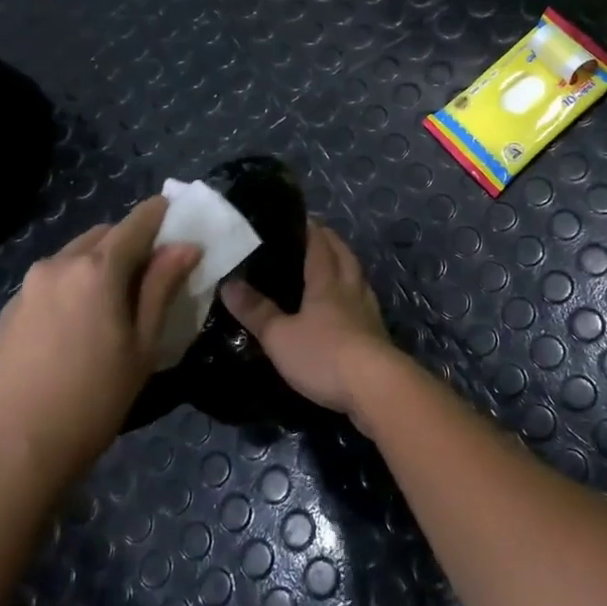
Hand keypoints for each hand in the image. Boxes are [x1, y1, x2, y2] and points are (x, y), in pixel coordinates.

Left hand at [0, 197, 199, 481]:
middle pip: (103, 235)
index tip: (180, 216)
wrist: (5, 455)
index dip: (162, 215)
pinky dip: (75, 285)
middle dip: (132, 242)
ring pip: (74, 257)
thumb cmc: (91, 401)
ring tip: (118, 303)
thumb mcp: (142, 347)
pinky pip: (52, 282)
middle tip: (155, 274)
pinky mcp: (8, 313)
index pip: (137, 223)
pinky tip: (80, 326)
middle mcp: (58, 265)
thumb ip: (161, 289)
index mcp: (97, 268)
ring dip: (101, 264)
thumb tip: (185, 247)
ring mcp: (27, 288)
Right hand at [221, 219, 394, 426]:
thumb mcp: (279, 336)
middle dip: (331, 242)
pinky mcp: (377, 335)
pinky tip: (349, 307)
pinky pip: (364, 303)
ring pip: (358, 279)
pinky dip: (355, 295)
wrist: (375, 387)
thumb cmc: (323, 354)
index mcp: (327, 282)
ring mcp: (368, 312)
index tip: (301, 217)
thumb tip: (229, 284)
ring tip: (334, 265)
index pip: (320, 245)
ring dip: (347, 266)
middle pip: (345, 257)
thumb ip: (256, 311)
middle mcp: (351, 290)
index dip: (311, 229)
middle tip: (318, 235)